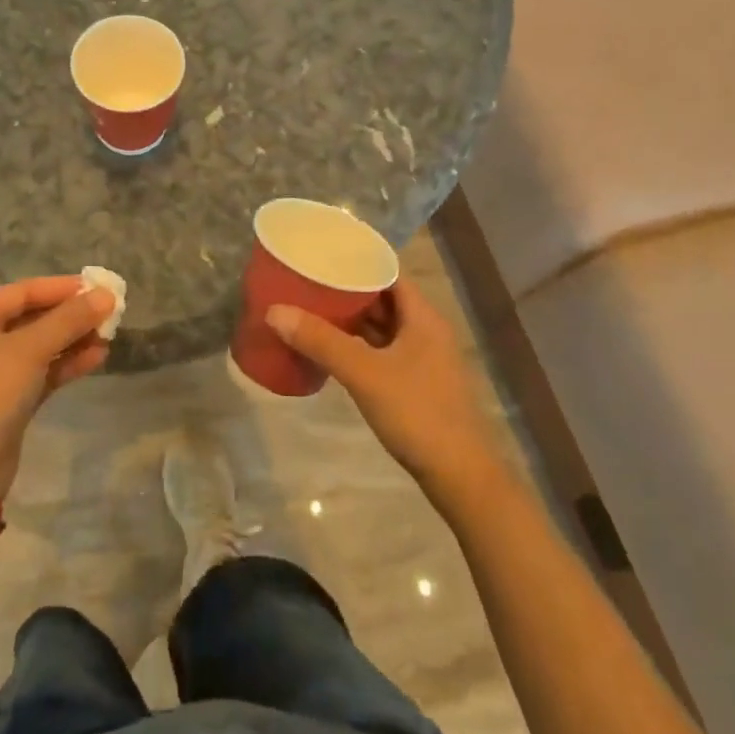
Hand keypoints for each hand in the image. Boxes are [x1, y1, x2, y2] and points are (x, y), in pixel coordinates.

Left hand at [0, 276, 114, 495]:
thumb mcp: (31, 349)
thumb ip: (70, 319)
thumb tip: (106, 295)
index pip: (23, 291)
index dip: (61, 287)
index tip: (97, 286)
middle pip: (33, 318)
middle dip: (71, 315)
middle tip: (109, 312)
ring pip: (41, 346)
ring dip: (74, 339)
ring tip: (109, 335)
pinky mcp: (10, 401)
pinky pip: (43, 372)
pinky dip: (68, 364)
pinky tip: (98, 358)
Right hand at [267, 278, 501, 493]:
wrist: (459, 476)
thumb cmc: (417, 413)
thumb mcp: (364, 373)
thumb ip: (321, 341)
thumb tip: (275, 311)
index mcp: (422, 317)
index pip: (388, 273)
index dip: (357, 262)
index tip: (322, 257)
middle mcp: (425, 331)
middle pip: (383, 299)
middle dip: (347, 292)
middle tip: (308, 284)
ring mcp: (423, 359)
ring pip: (382, 328)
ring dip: (351, 321)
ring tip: (311, 311)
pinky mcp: (416, 384)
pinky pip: (382, 352)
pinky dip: (358, 346)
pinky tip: (332, 351)